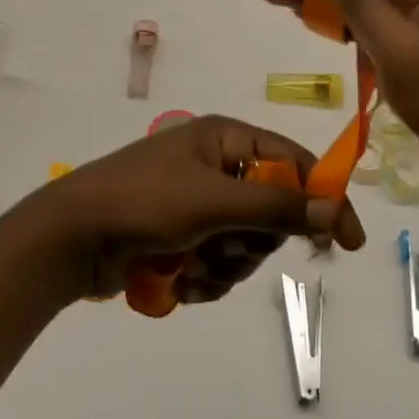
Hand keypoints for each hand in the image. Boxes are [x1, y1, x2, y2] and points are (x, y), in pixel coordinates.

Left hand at [30, 114, 365, 304]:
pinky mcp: (182, 238)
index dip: (323, 197)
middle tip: (223, 245)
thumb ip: (278, 205)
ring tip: (190, 265)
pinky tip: (176, 280)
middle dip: (251, 241)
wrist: (70, 239)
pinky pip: (219, 264)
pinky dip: (204, 278)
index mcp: (225, 138)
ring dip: (224, 265)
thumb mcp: (215, 201)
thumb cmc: (144, 203)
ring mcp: (198, 203)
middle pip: (272, 211)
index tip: (347, 242)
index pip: (293, 162)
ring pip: (246, 246)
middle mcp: (216, 165)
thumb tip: (336, 208)